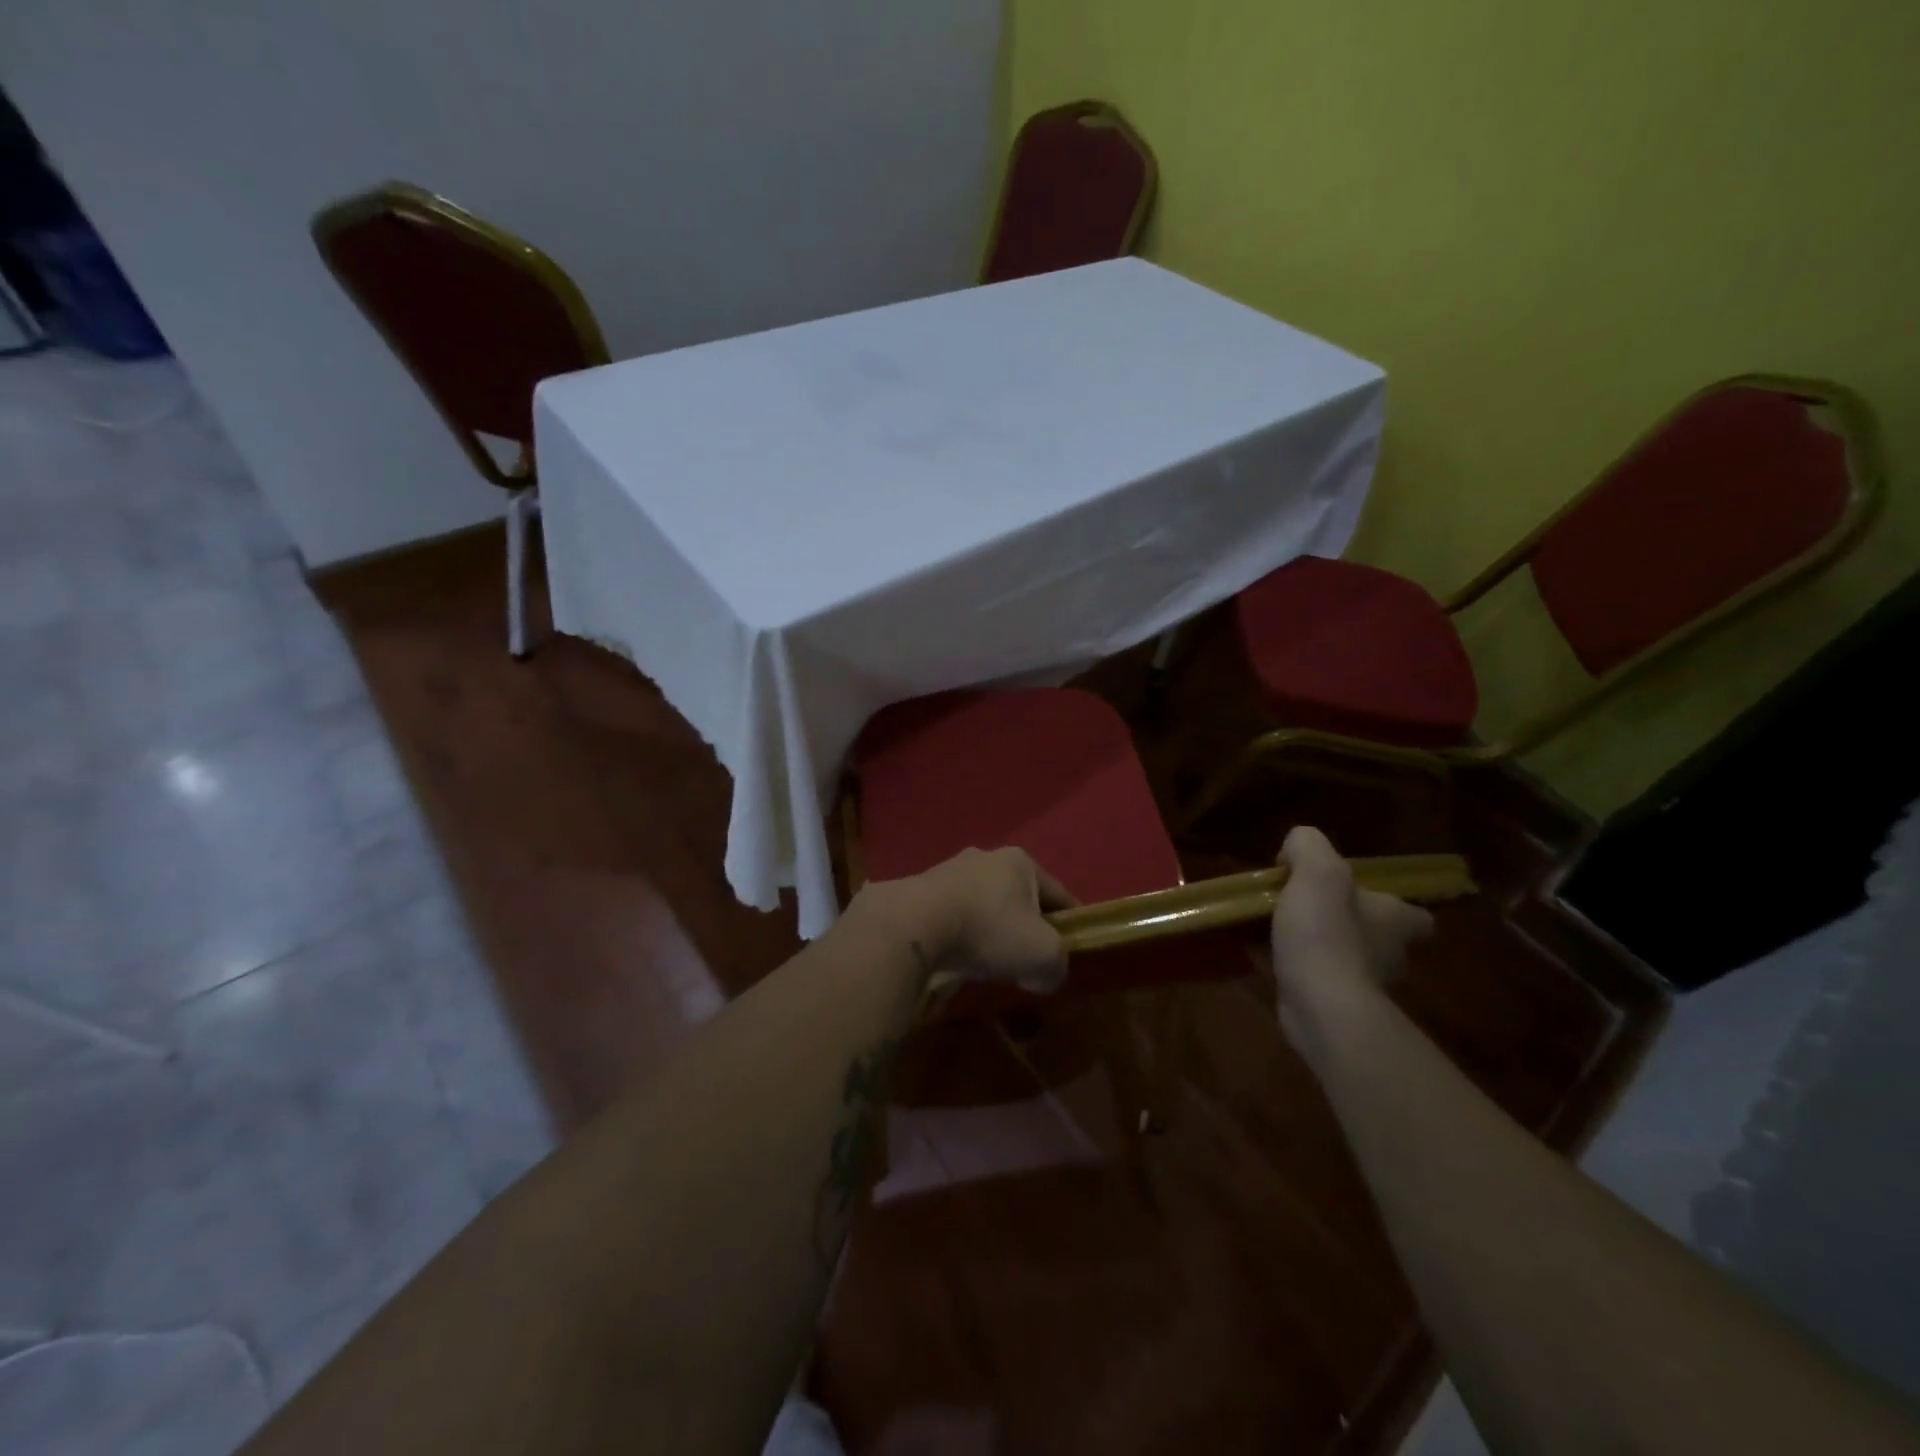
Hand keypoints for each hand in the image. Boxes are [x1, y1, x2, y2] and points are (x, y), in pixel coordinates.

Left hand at [861, 847, 1076, 992]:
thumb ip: (1057, 966)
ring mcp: (949, 870)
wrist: (915, 924)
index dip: (1070, 923)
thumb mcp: (1043, 955)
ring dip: (990, 930)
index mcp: (1021, 861)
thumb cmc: (990, 929)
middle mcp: (985, 857)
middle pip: (1018, 897)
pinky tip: (958, 956)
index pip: (1058, 894)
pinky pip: (953, 916)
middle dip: (1026, 926)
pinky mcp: (921, 890)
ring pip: (984, 905)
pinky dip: (961, 935)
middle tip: (1027, 959)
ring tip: (989, 962)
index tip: (1072, 948)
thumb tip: (1043, 976)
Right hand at [1270, 827, 1431, 1041]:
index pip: (1415, 915)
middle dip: (1347, 923)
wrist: (1319, 1005)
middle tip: (1307, 909)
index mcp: (1395, 920)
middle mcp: (1388, 953)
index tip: (1359, 897)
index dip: (1393, 905)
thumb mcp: (1317, 871)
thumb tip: (1295, 849)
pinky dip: (1294, 967)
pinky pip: (1313, 978)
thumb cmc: (1326, 934)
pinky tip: (1262, 954)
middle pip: (1375, 934)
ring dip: (1317, 945)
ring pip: (1342, 957)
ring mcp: (1362, 984)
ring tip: (1276, 929)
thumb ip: (1308, 846)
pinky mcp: (1333, 1005)